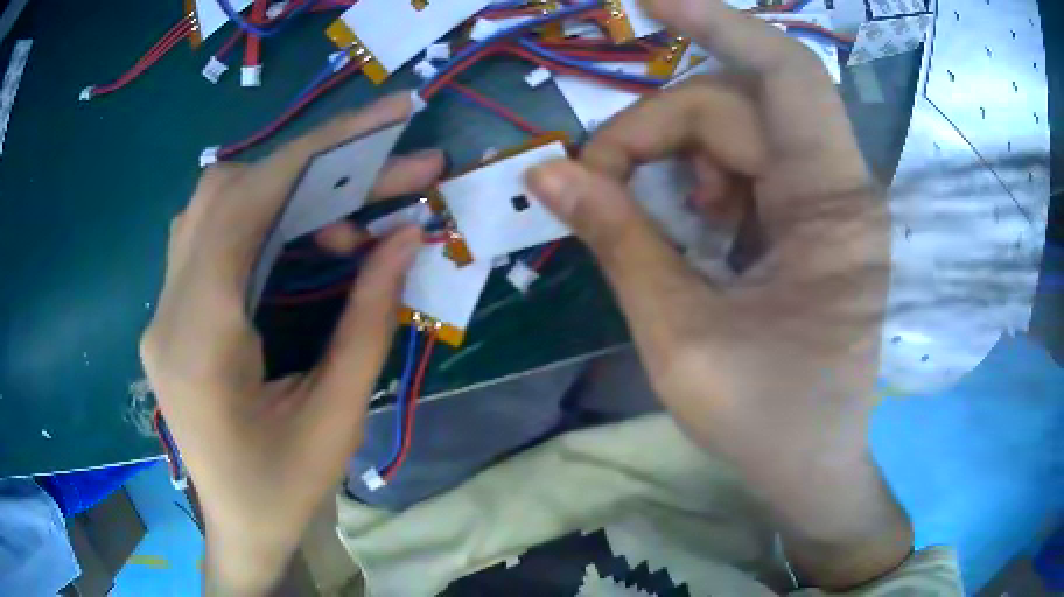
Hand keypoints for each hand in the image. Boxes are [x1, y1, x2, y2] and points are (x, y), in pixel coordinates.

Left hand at [139, 93, 443, 593]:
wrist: (238, 529)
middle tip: (382, 172)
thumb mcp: (337, 417)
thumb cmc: (285, 492)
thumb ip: (367, 320)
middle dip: (309, 166)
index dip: (312, 154)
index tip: (382, 122)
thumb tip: (405, 235)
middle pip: (222, 193)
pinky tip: (303, 239)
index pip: (241, 209)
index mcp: (198, 345)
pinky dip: (262, 215)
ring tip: (347, 215)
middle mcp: (167, 313)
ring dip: (284, 188)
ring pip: (210, 206)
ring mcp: (163, 310)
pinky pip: (208, 234)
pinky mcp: (172, 313)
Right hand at [528, 0, 908, 588]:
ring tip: (656, 219)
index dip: (719, 23)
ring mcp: (828, 208)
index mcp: (833, 210)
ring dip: (679, 157)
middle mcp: (840, 192)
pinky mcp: (814, 226)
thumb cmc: (765, 422)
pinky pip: (751, 168)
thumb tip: (548, 175)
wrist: (813, 469)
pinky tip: (695, 230)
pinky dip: (705, 183)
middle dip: (657, 129)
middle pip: (737, 107)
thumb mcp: (681, 337)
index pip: (786, 74)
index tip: (650, 2)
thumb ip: (618, 243)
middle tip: (597, 182)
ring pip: (740, 133)